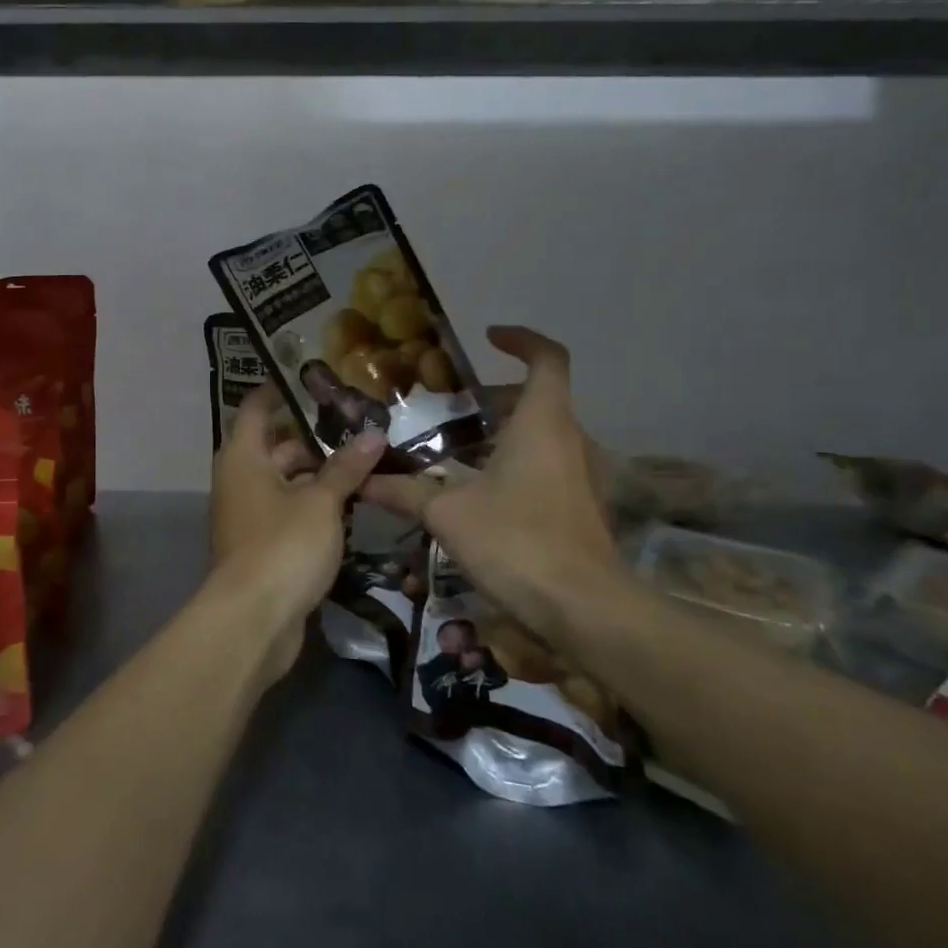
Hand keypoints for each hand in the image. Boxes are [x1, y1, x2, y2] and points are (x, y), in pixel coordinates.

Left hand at [207, 384, 383, 681]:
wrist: (253, 621)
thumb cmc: (283, 546)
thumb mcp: (321, 502)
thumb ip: (346, 467)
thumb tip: (374, 434)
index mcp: (244, 457)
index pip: (256, 408)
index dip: (280, 390)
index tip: (312, 378)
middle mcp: (240, 480)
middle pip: (276, 446)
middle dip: (314, 437)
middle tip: (358, 425)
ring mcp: (249, 515)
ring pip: (286, 482)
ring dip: (319, 474)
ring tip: (365, 462)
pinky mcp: (262, 546)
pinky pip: (289, 512)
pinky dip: (314, 505)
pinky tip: (350, 505)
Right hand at [363, 326, 627, 645]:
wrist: (584, 609)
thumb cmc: (517, 541)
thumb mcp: (449, 514)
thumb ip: (406, 492)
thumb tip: (363, 481)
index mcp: (541, 423)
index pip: (547, 358)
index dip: (521, 340)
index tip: (488, 338)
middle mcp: (568, 439)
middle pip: (538, 397)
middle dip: (494, 395)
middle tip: (449, 406)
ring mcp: (579, 475)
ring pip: (541, 433)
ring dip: (503, 431)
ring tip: (455, 447)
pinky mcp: (579, 506)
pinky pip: (546, 464)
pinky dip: (514, 461)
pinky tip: (478, 490)